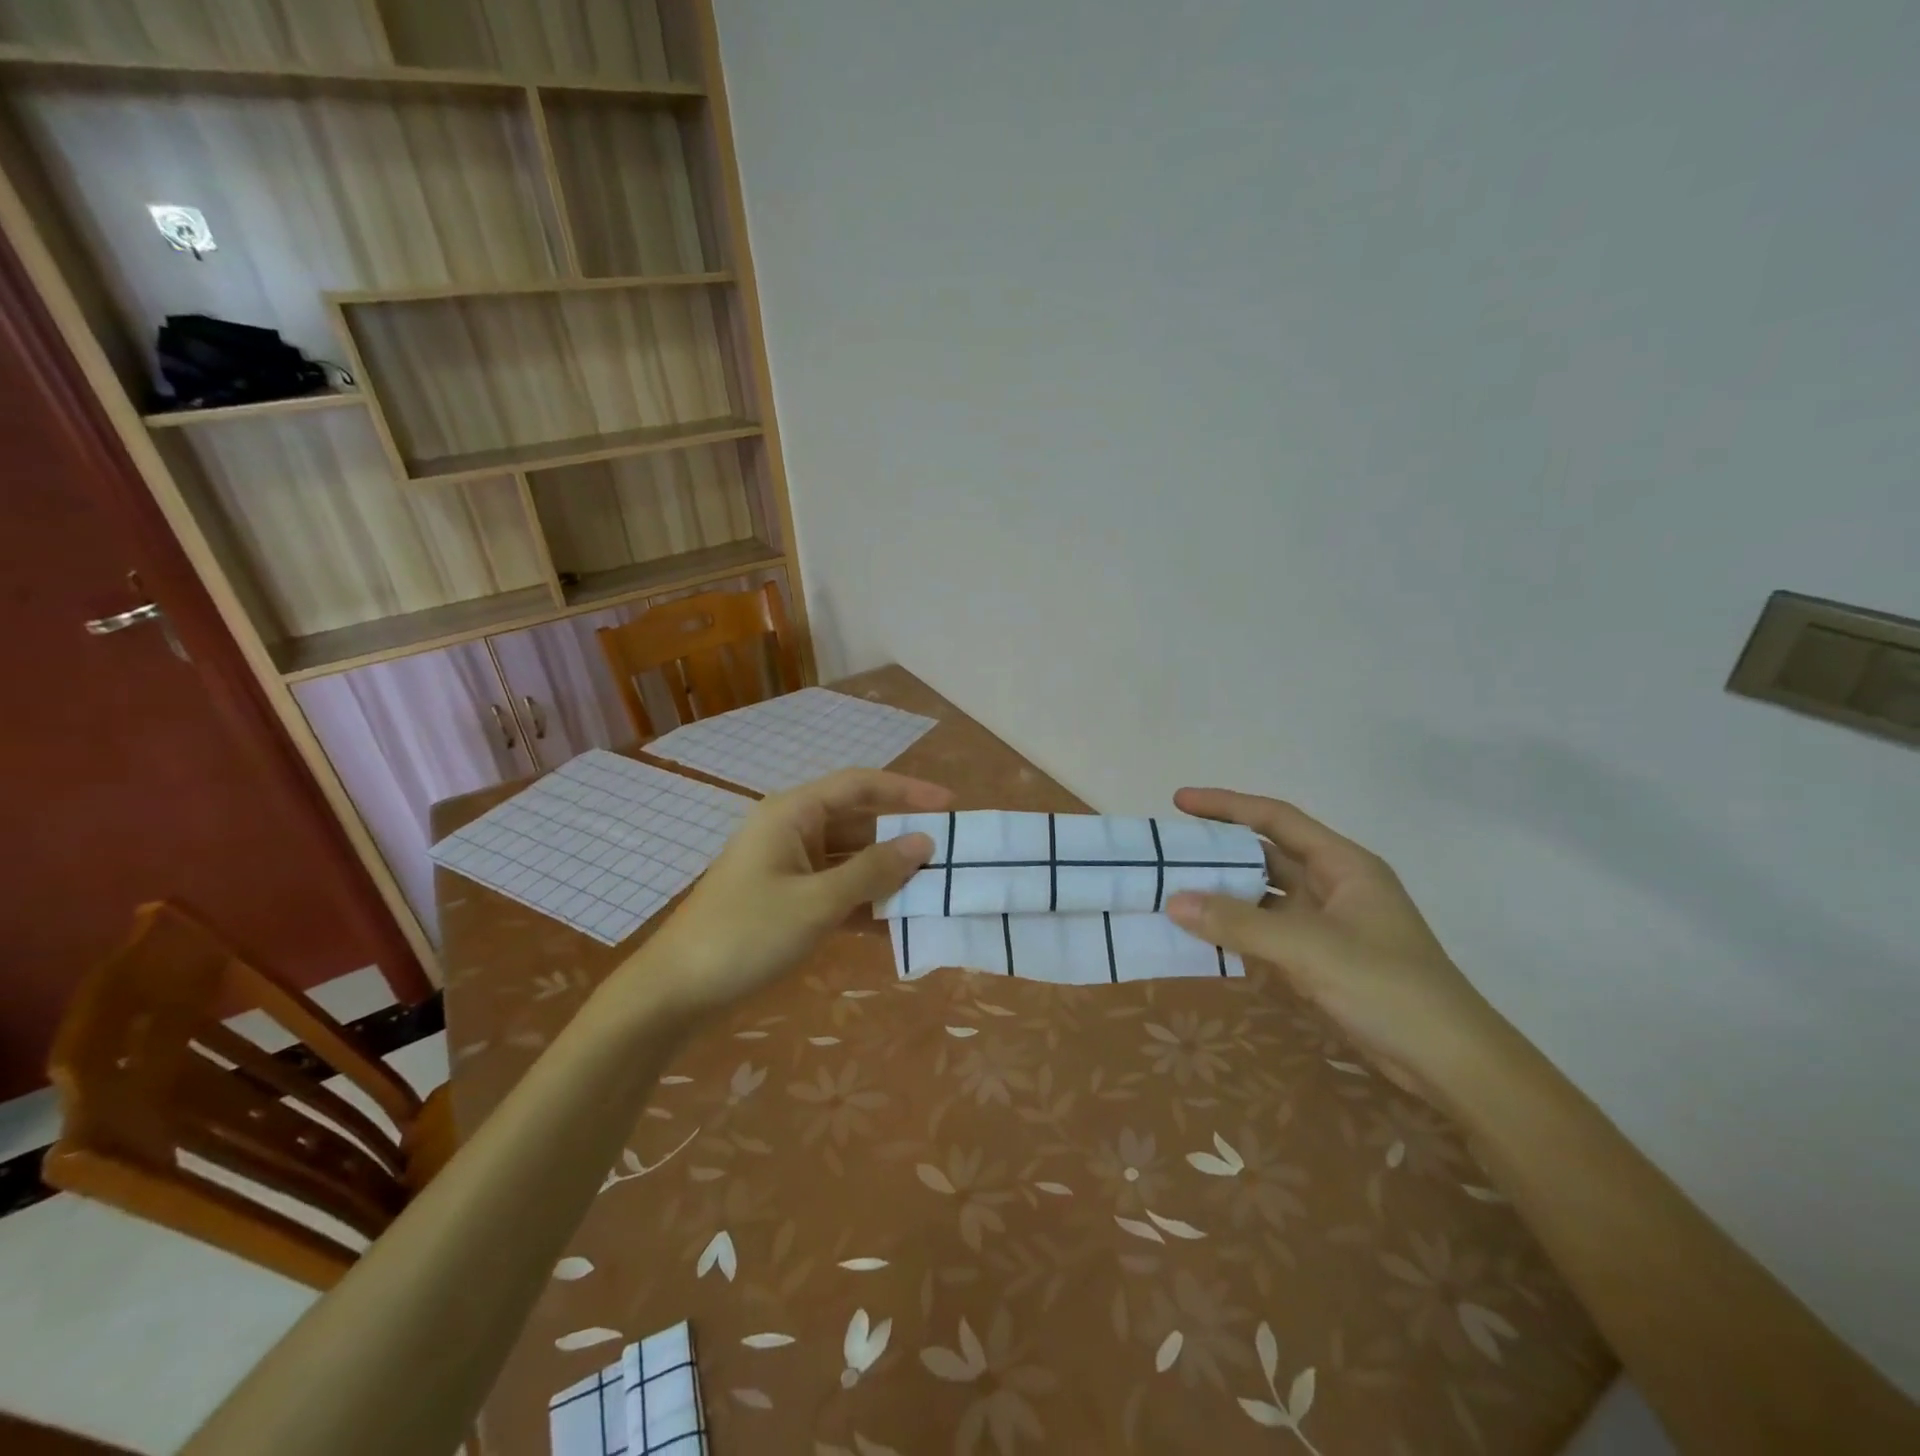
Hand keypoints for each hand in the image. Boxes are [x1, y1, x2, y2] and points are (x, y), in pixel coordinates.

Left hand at [630, 769, 951, 1019]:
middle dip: (901, 841)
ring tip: (932, 895)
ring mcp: (789, 868)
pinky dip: (864, 905)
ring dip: (886, 878)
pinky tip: (896, 928)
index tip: (950, 806)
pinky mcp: (787, 901)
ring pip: (851, 861)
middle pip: (858, 824)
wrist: (676, 992)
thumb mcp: (817, 902)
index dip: (907, 790)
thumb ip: (873, 871)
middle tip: (949, 860)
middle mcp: (793, 831)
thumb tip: (923, 843)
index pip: (859, 785)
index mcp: (793, 814)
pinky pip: (837, 892)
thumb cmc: (746, 934)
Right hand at [1166, 788, 1510, 1109]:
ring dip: (1226, 893)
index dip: (1226, 805)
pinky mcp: (1323, 957)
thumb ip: (1239, 923)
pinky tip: (1204, 934)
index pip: (1275, 818)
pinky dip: (1238, 929)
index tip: (1179, 802)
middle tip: (1169, 853)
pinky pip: (1270, 930)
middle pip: (1267, 854)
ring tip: (1175, 890)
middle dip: (1220, 851)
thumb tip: (1173, 901)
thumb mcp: (1309, 949)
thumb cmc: (1388, 988)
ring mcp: (1330, 923)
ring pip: (1266, 894)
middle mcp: (1335, 884)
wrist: (1451, 1062)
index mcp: (1343, 864)